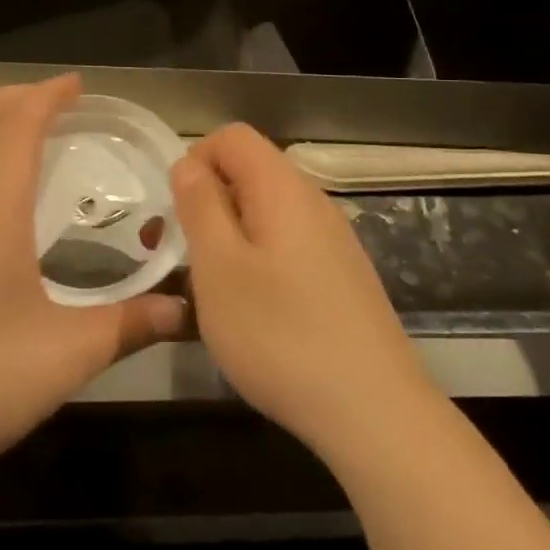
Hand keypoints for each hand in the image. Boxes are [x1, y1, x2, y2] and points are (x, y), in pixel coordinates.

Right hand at [172, 124, 427, 465]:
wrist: (374, 412)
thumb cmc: (280, 334)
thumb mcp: (219, 266)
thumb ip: (199, 205)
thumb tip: (189, 163)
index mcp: (282, 188)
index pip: (232, 137)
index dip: (195, 160)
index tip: (175, 212)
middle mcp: (313, 202)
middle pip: (249, 173)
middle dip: (205, 203)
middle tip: (176, 255)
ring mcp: (333, 241)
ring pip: (265, 214)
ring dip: (227, 237)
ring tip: (206, 289)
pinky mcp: (341, 277)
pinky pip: (286, 247)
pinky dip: (256, 262)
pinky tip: (251, 313)